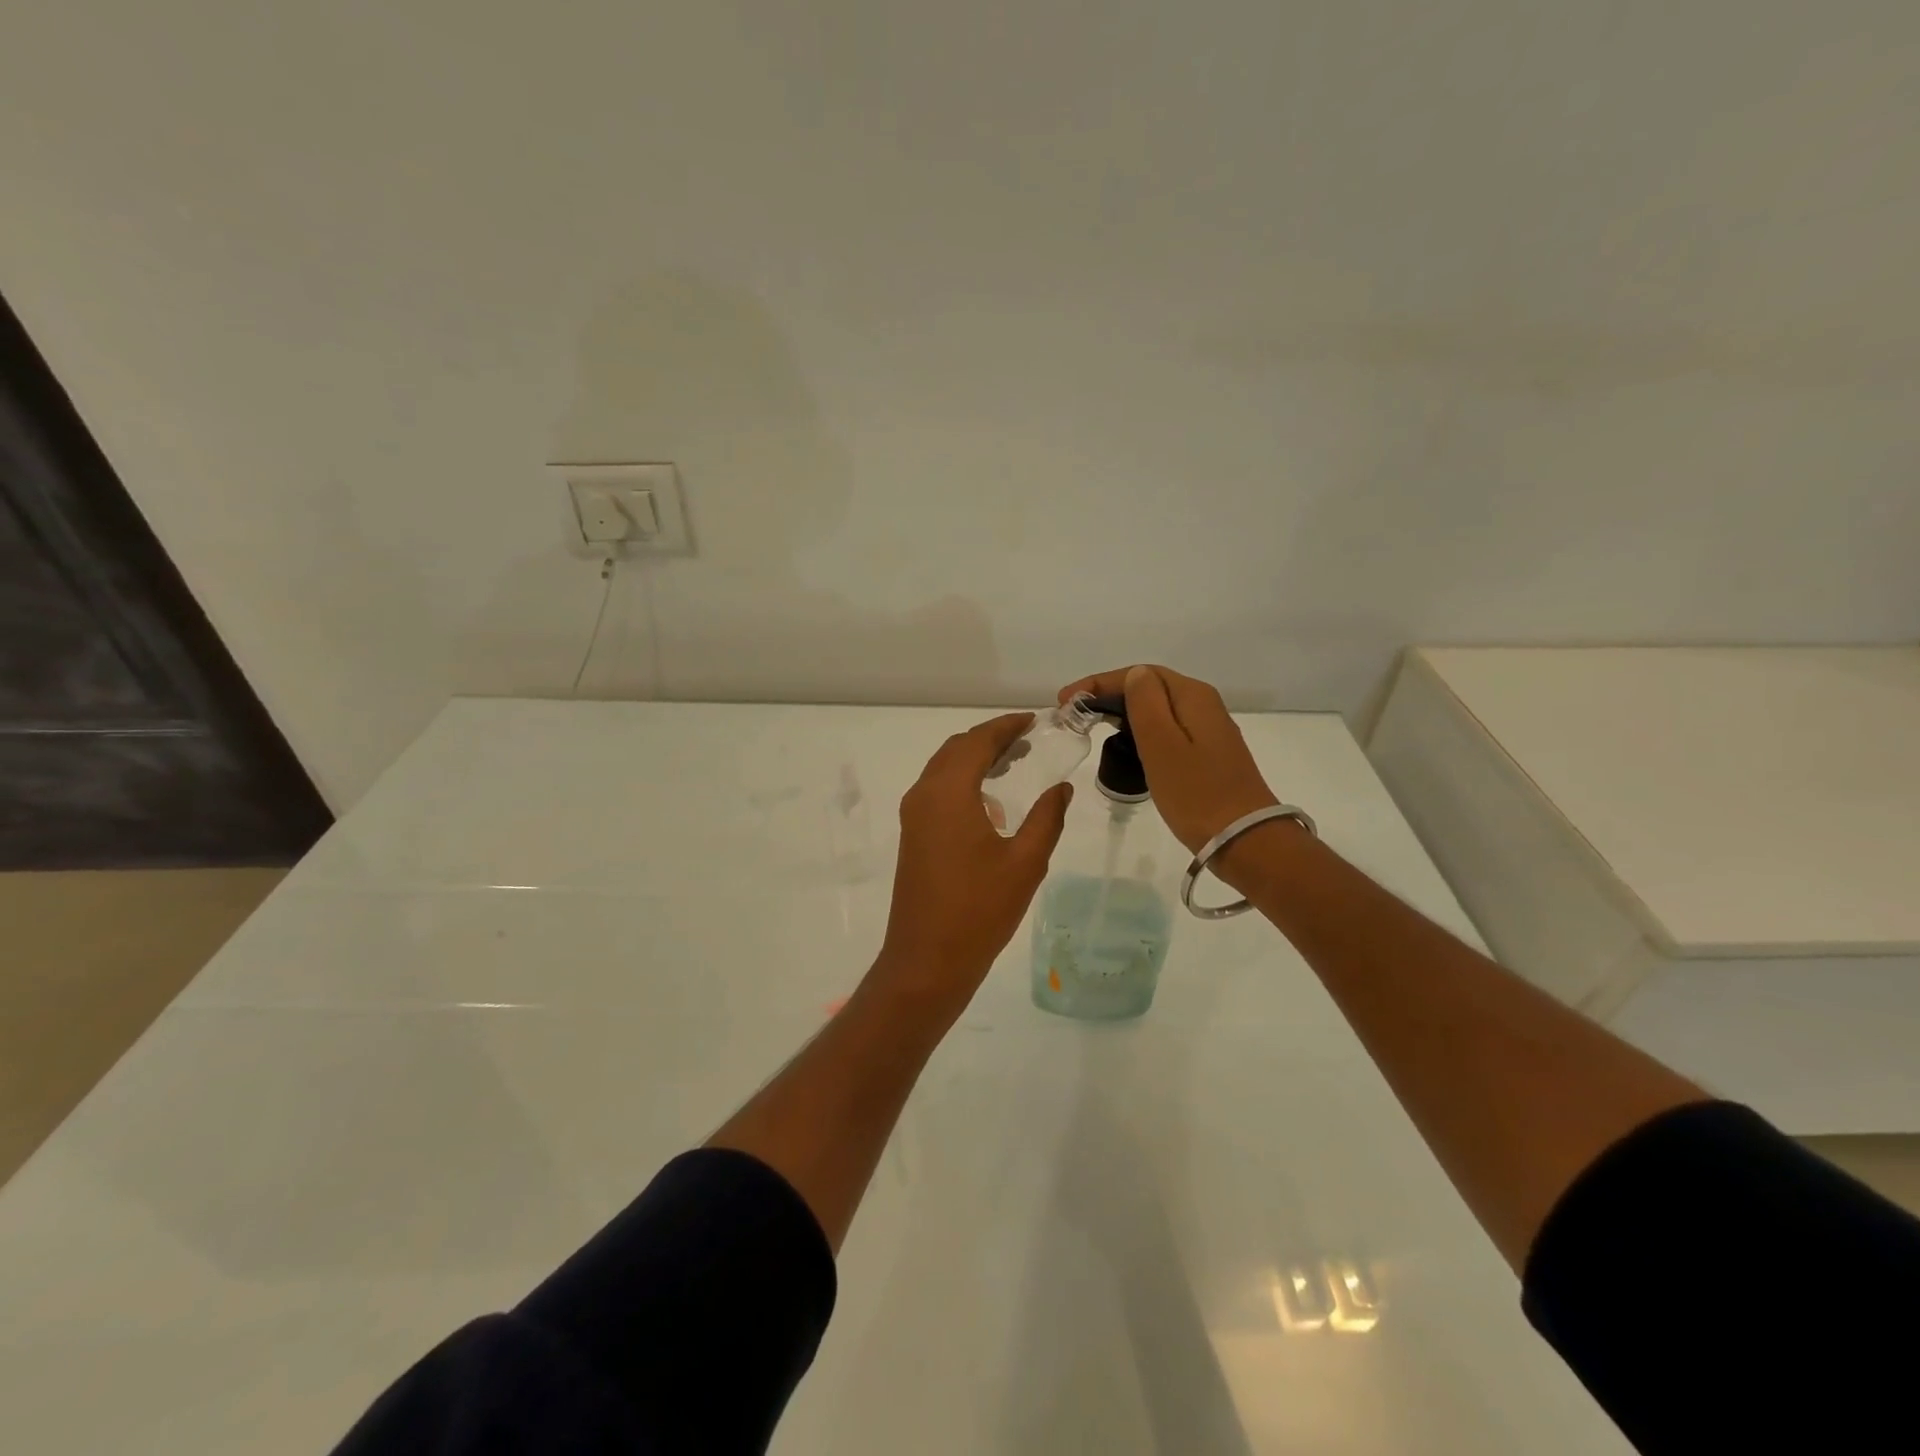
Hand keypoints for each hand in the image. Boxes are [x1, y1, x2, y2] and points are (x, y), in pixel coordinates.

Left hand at [874, 713, 1072, 1006]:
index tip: (1033, 721)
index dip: (1006, 726)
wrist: (927, 961)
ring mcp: (913, 816)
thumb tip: (1061, 788)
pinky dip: (963, 781)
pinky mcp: (913, 836)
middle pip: (956, 749)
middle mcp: (924, 795)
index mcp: (948, 793)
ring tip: (1014, 762)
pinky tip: (991, 802)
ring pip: (944, 769)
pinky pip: (937, 791)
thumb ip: (1047, 818)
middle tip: (1028, 739)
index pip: (977, 742)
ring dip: (975, 758)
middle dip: (991, 739)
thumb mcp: (1025, 863)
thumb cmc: (979, 910)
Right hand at [1057, 665, 1278, 853]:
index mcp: (1192, 696)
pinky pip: (1167, 730)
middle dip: (1109, 695)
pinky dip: (1140, 732)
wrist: (1245, 841)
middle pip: (1150, 687)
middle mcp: (1203, 706)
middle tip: (1074, 714)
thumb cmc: (1197, 794)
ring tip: (1092, 726)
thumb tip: (1134, 676)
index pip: (1140, 674)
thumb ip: (1145, 704)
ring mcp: (1208, 732)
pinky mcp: (1207, 756)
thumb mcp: (1162, 745)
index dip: (1099, 683)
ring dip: (1123, 712)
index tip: (1065, 700)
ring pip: (1158, 709)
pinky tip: (1126, 746)